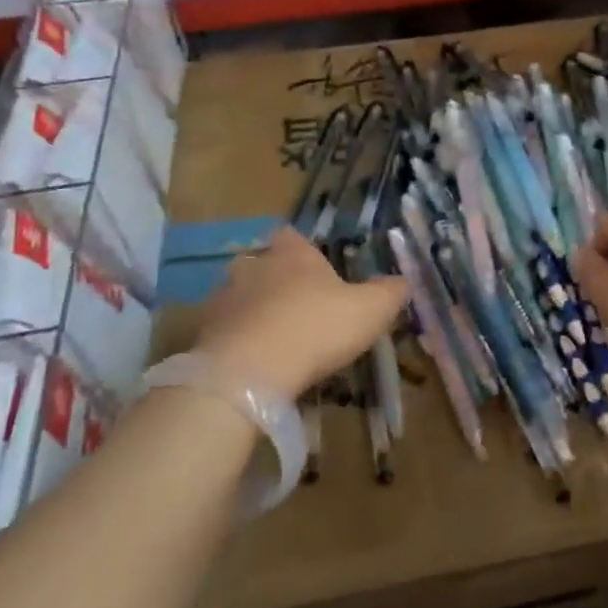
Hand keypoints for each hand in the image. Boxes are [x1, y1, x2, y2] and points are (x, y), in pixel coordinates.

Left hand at [190, 228, 407, 400]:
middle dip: (276, 282)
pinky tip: (254, 362)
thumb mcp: (371, 310)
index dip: (302, 251)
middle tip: (297, 308)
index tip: (314, 271)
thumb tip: (403, 281)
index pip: (292, 237)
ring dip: (254, 312)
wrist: (250, 370)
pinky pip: (224, 330)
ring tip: (275, 340)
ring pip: (240, 297)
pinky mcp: (204, 332)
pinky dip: (237, 341)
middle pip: (263, 264)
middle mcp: (254, 265)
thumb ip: (389, 292)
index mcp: (293, 254)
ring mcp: (224, 298)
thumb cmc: (317, 327)